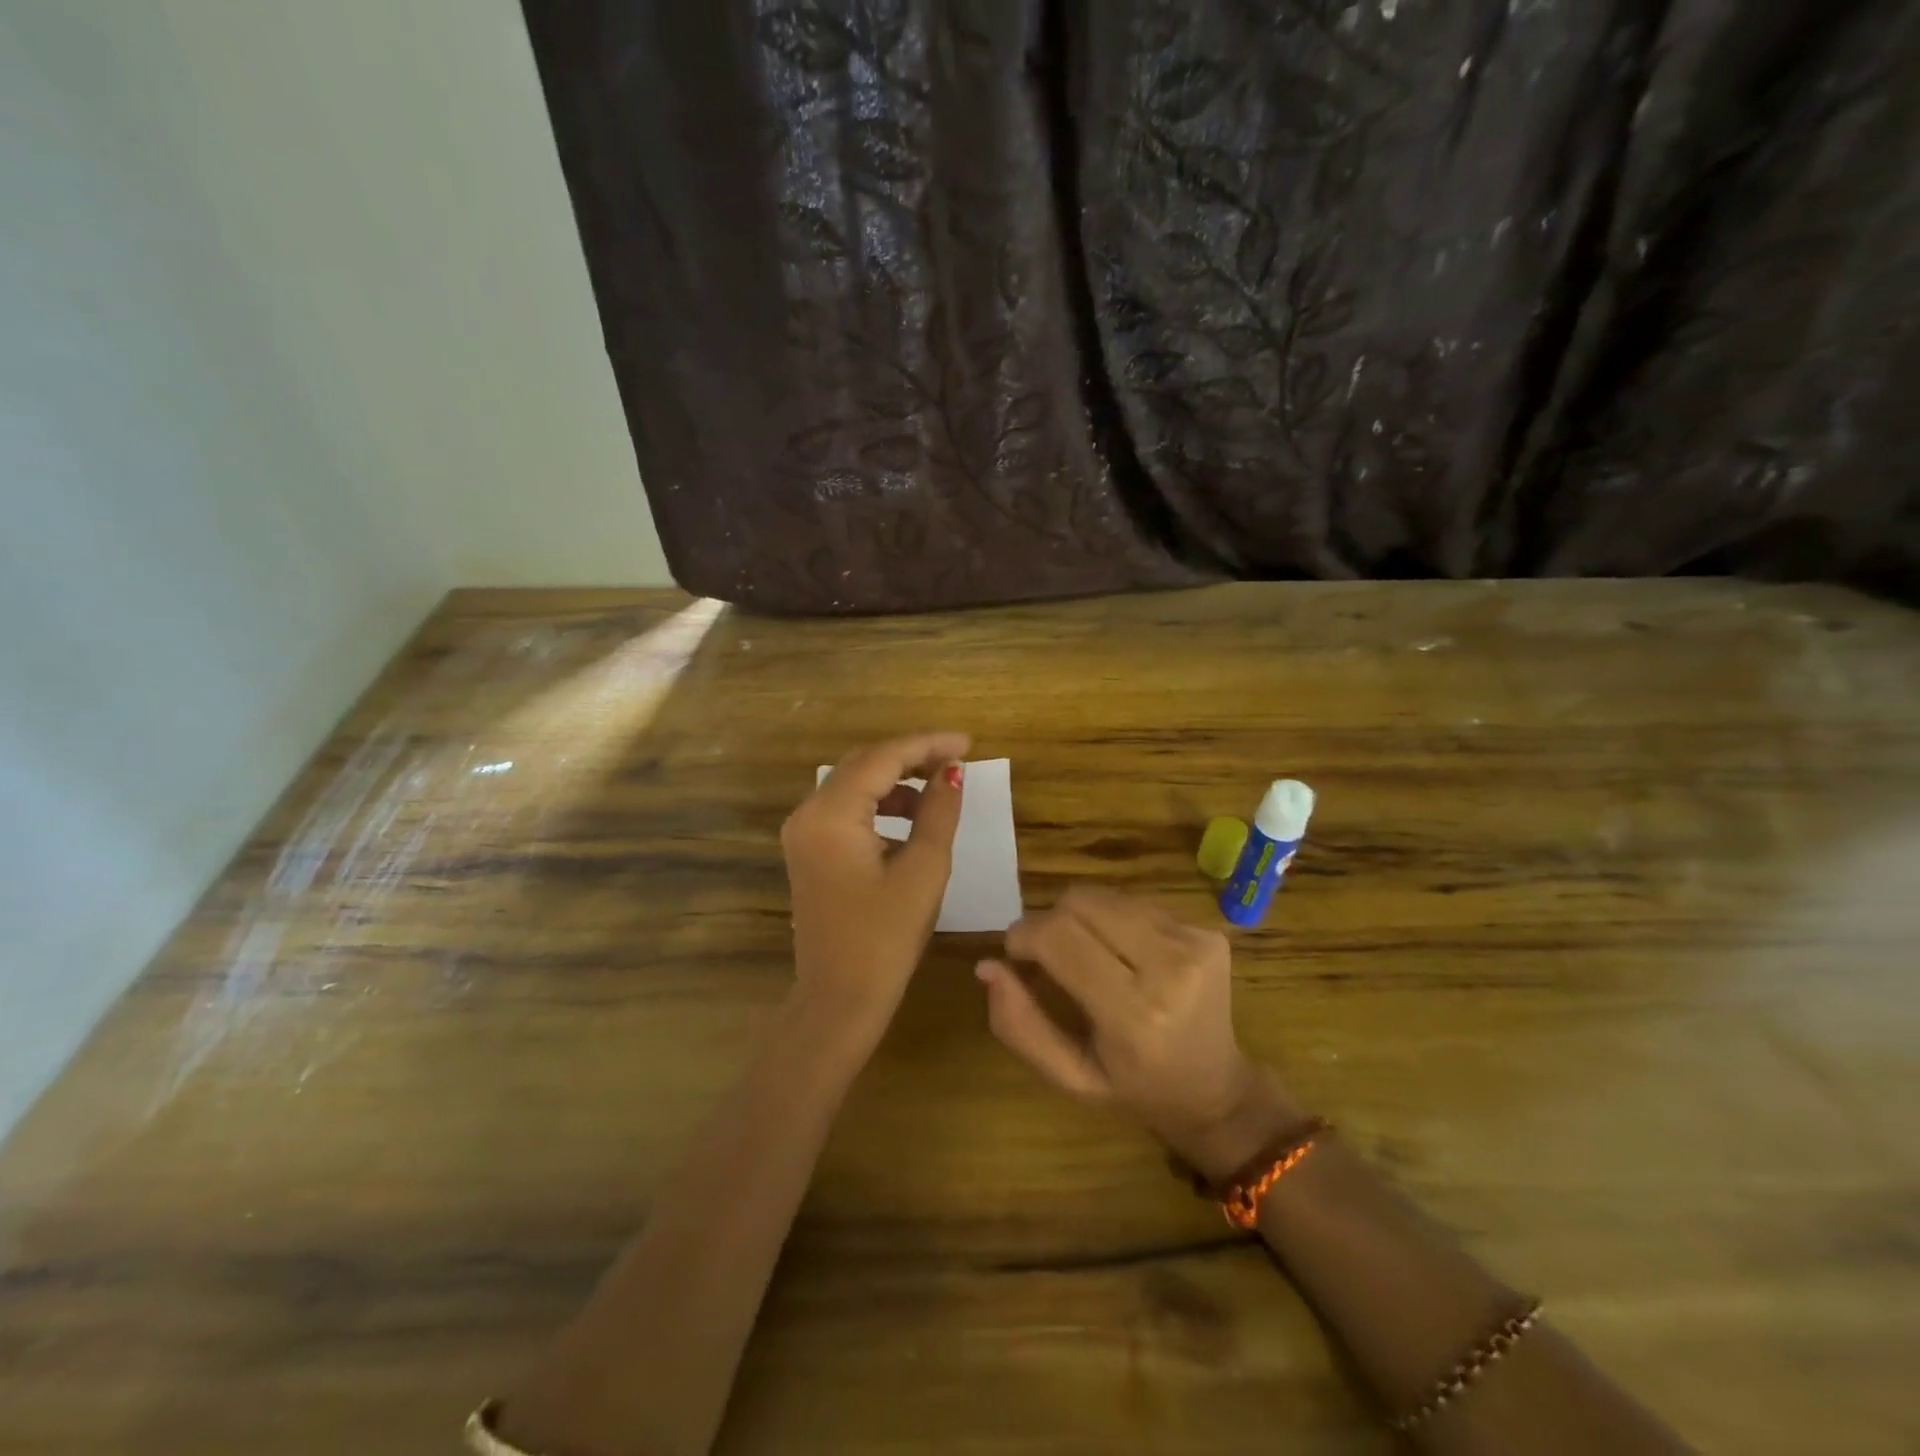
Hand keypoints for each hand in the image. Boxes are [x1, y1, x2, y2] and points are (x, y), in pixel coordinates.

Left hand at [782, 732, 969, 1039]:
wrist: (839, 999)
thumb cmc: (885, 938)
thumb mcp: (923, 870)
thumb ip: (938, 812)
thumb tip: (953, 773)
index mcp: (831, 815)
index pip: (882, 758)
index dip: (927, 745)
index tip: (968, 743)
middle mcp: (808, 813)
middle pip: (863, 764)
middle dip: (911, 756)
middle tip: (956, 760)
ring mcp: (803, 832)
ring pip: (853, 784)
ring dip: (896, 780)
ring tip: (940, 787)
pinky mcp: (809, 850)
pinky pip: (846, 809)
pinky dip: (879, 804)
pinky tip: (911, 816)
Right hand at [978, 887, 1302, 1177]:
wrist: (1217, 1089)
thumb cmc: (1134, 1088)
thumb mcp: (1069, 1076)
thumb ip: (1020, 1024)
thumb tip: (987, 966)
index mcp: (1134, 1015)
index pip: (1059, 937)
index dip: (1023, 935)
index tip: (1016, 954)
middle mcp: (1170, 968)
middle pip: (1080, 902)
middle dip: (1049, 921)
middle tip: (1048, 955)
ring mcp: (1194, 942)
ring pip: (1105, 896)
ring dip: (1082, 917)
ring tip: (1088, 955)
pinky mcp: (1207, 930)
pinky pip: (1135, 903)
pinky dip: (1114, 920)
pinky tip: (1124, 954)